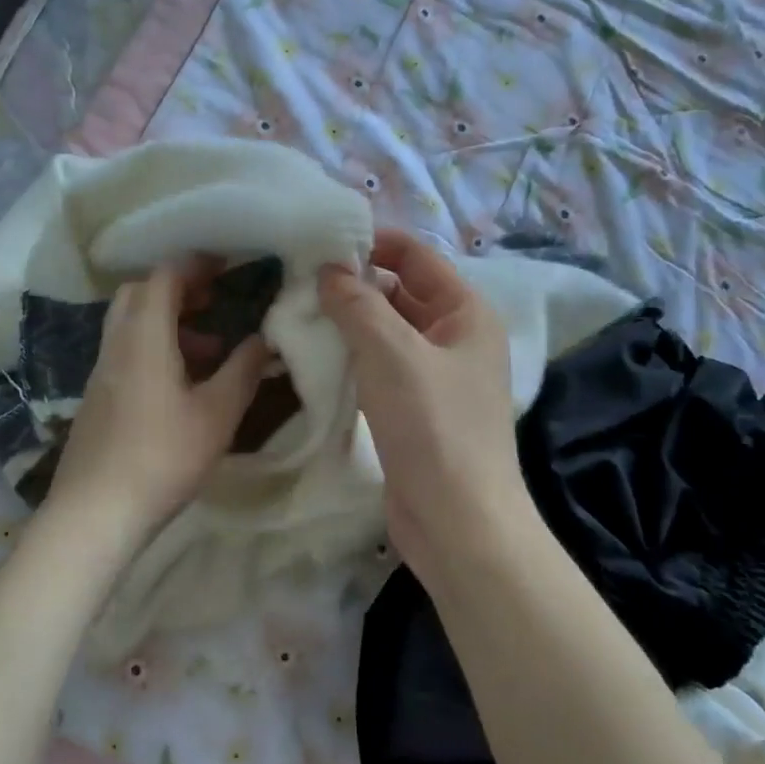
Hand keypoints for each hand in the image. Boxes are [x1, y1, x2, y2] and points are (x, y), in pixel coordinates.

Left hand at [47, 257, 271, 546]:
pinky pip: (126, 350)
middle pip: (140, 293)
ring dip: (168, 320)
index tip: (225, 264)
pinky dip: (154, 346)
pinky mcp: (97, 396)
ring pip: (131, 323)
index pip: (164, 276)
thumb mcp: (217, 413)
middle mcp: (117, 343)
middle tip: (213, 300)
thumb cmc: (163, 456)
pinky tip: (181, 383)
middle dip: (178, 288)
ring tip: (209, 348)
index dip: (195, 264)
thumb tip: (264, 338)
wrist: (94, 512)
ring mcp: (101, 370)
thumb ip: (243, 369)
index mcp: (144, 336)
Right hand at [318, 230, 537, 587]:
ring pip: (386, 330)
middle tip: (298, 277)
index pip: (417, 256)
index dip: (374, 242)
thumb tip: (328, 269)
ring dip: (349, 320)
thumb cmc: (434, 427)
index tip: (321, 239)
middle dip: (354, 282)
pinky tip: (315, 353)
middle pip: (400, 291)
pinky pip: (380, 365)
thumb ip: (358, 303)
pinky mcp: (415, 408)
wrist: (458, 524)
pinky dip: (352, 355)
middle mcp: (455, 337)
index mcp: (466, 313)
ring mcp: (435, 375)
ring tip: (298, 309)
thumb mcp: (392, 353)